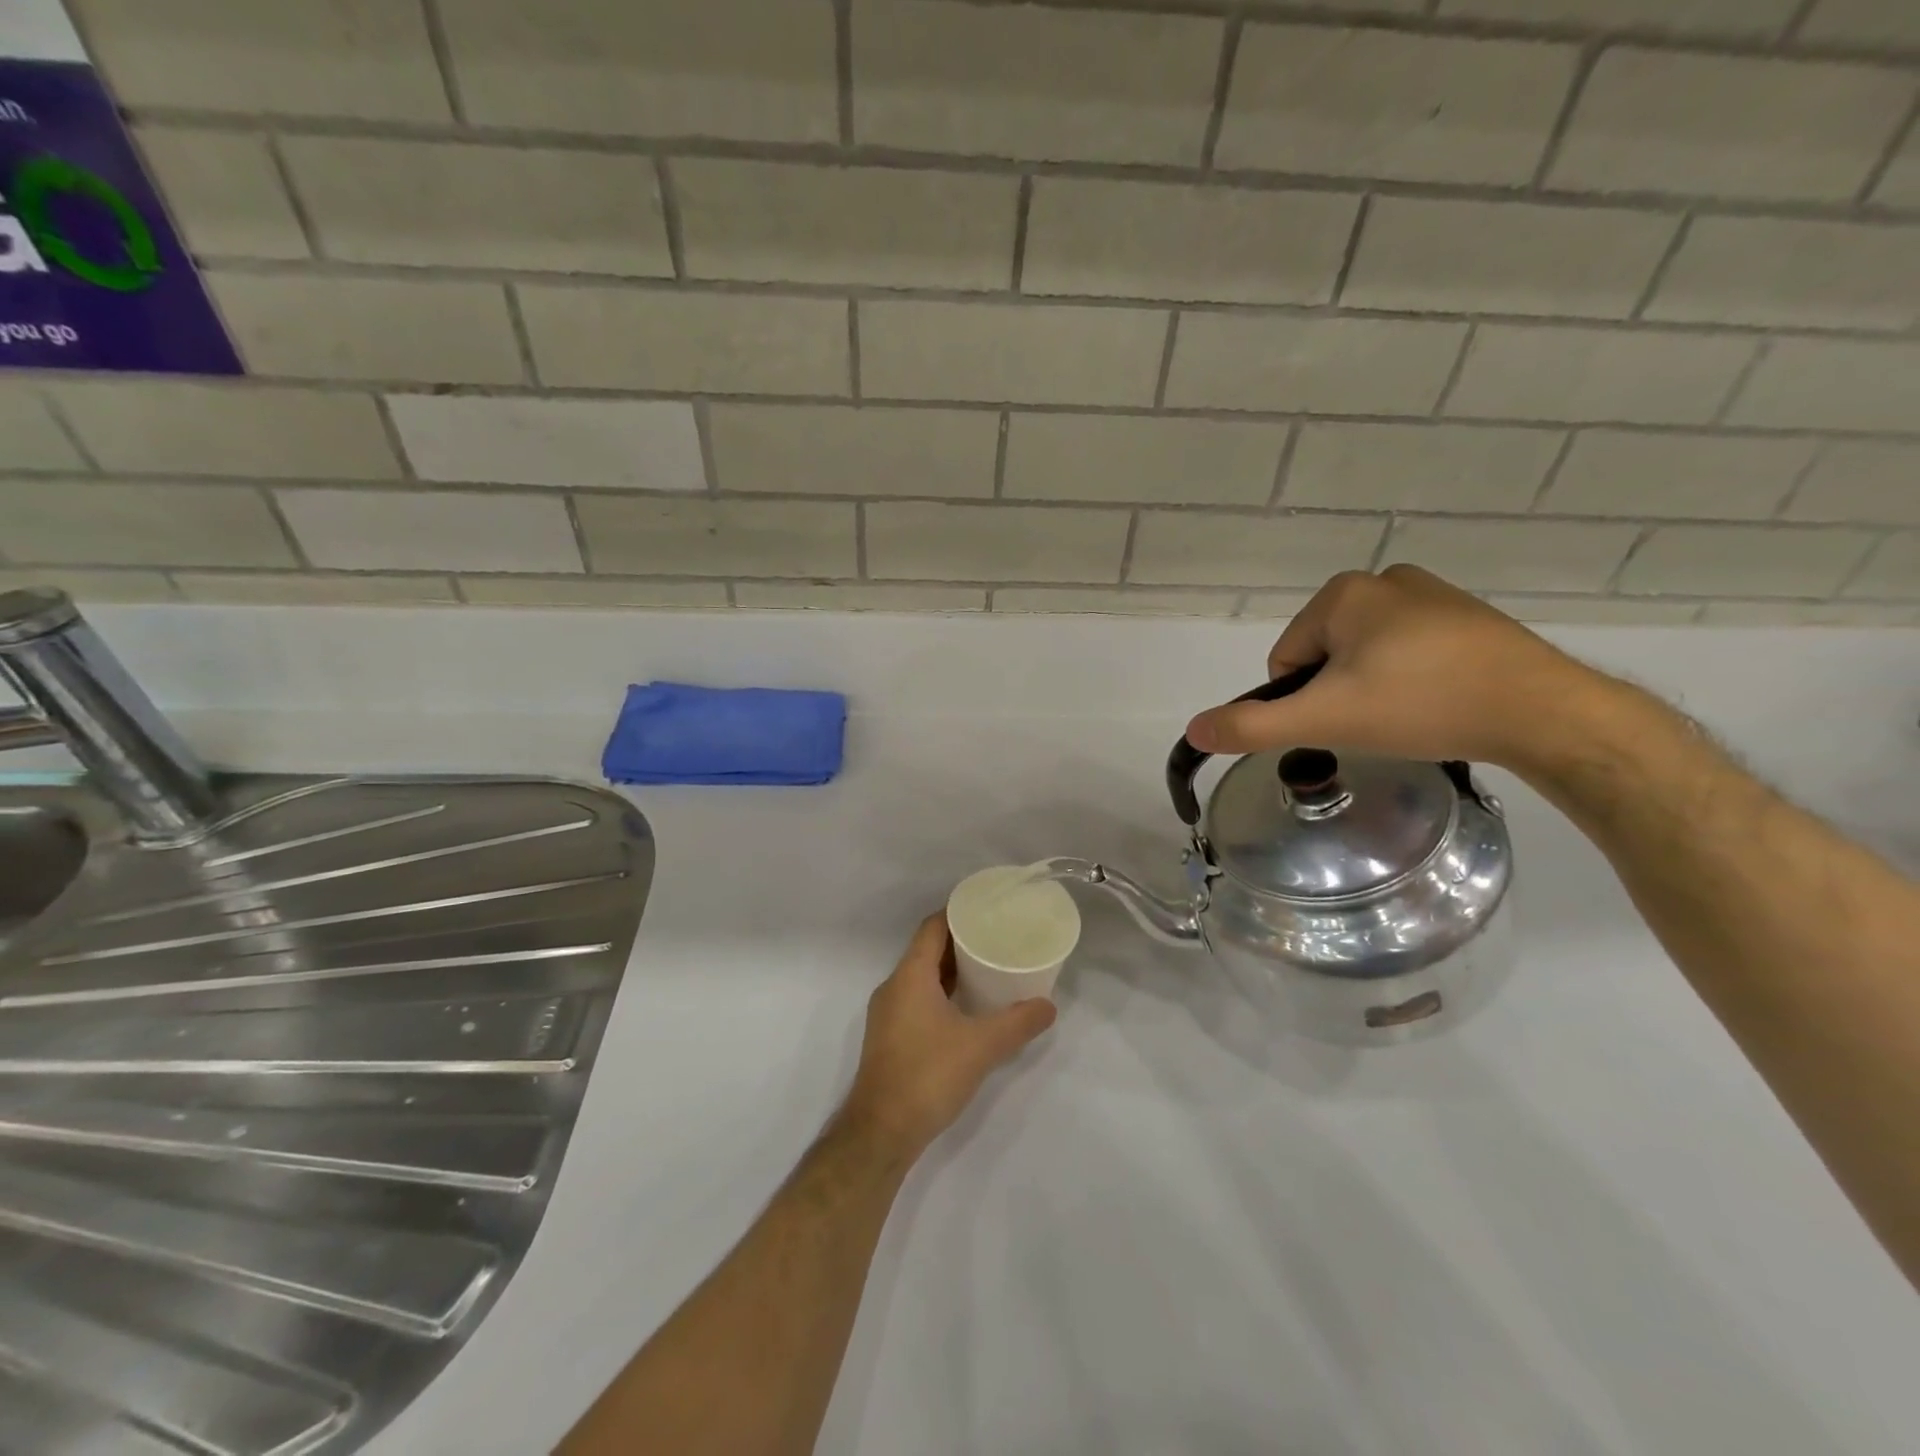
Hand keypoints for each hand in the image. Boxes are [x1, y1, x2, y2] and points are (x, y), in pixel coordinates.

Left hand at [839, 914, 1056, 1160]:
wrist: (881, 1132)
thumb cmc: (928, 1076)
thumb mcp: (981, 1047)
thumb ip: (1017, 1023)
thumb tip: (1049, 1006)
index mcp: (910, 975)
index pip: (932, 927)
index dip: (958, 912)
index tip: (988, 909)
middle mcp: (894, 987)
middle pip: (928, 950)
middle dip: (961, 942)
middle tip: (997, 938)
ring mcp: (888, 1013)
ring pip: (922, 977)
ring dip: (952, 970)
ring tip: (988, 969)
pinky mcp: (890, 1037)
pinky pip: (918, 999)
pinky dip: (942, 994)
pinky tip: (968, 1009)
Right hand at [1184, 565, 1610, 775]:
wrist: (1544, 712)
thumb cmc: (1421, 704)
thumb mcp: (1325, 719)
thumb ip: (1253, 726)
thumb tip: (1193, 729)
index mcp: (1344, 593)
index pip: (1287, 659)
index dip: (1303, 699)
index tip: (1342, 719)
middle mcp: (1385, 580)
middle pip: (1325, 656)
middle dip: (1339, 693)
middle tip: (1377, 722)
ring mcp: (1433, 595)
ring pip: (1366, 656)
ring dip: (1373, 688)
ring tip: (1411, 716)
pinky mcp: (1469, 618)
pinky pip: (1410, 652)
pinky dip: (1411, 680)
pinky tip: (1439, 703)